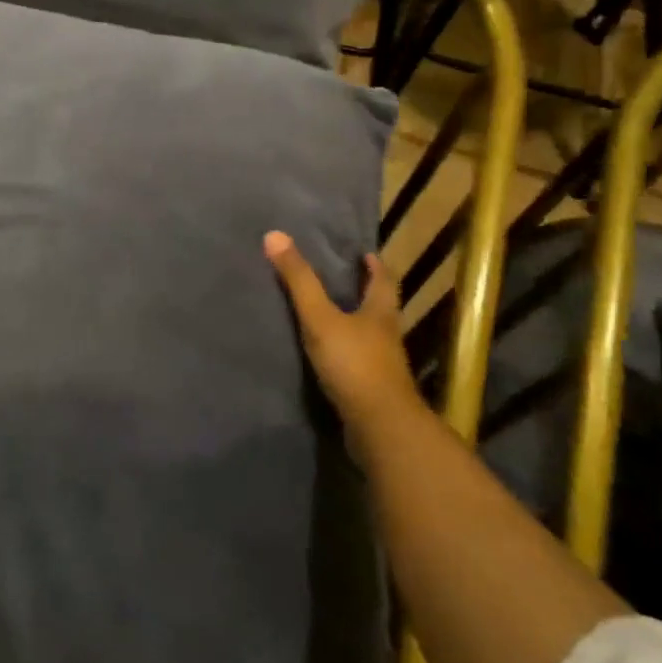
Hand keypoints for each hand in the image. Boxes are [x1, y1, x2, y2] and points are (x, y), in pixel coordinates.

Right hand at [264, 231, 420, 439]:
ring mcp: (383, 366)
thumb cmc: (354, 364)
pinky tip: (328, 357)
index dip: (375, 266)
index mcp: (380, 313)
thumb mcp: (320, 318)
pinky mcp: (372, 391)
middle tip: (344, 280)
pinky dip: (347, 354)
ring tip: (330, 315)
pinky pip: (359, 363)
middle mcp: (387, 336)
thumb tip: (274, 235)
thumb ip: (299, 281)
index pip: (383, 281)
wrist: (380, 427)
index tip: (365, 254)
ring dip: (355, 324)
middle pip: (380, 308)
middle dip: (365, 293)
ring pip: (370, 336)